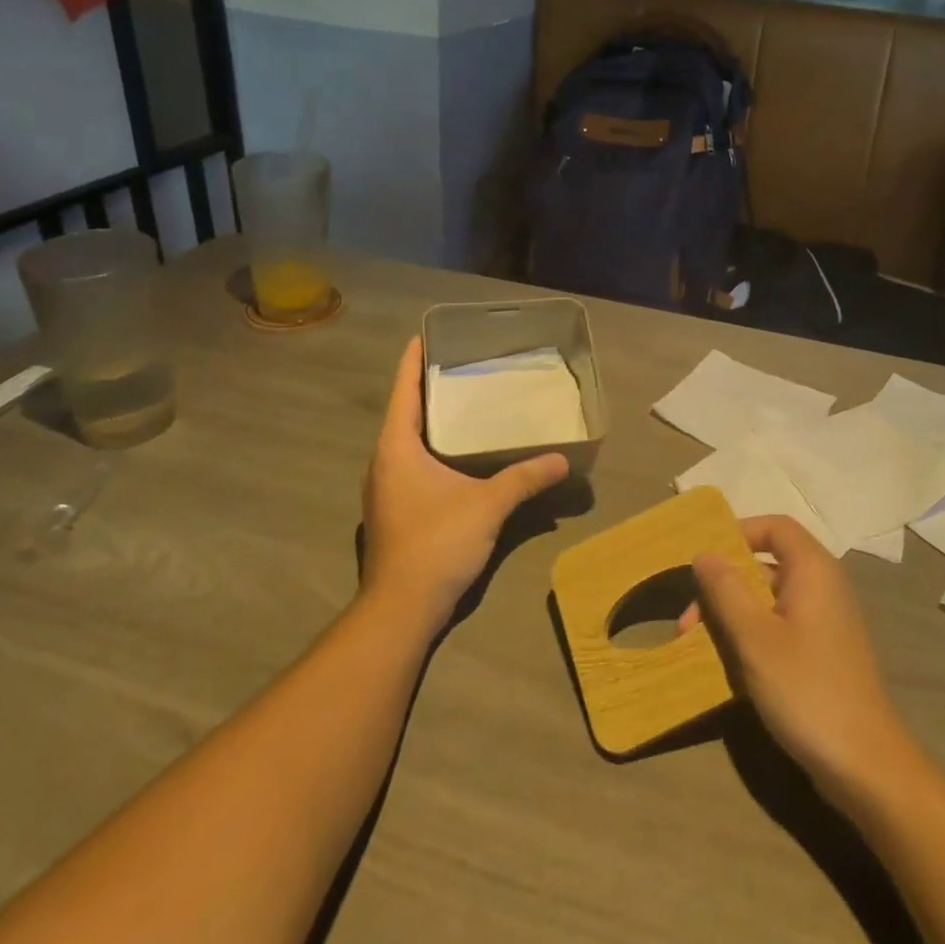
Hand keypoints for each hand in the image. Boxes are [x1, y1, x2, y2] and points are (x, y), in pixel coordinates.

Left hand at [361, 337, 568, 633]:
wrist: (402, 608)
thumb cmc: (437, 543)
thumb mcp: (488, 504)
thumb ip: (524, 478)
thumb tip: (561, 460)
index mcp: (396, 447)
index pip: (403, 391)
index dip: (412, 361)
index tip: (425, 335)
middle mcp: (383, 461)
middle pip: (403, 412)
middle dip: (427, 388)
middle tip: (460, 366)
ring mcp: (384, 488)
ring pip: (406, 440)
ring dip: (429, 420)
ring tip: (462, 403)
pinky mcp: (393, 509)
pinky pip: (410, 462)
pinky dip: (430, 447)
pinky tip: (457, 453)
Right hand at [683, 515, 917, 808]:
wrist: (867, 767)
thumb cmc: (807, 689)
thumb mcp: (755, 637)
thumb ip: (726, 589)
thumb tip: (704, 554)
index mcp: (813, 570)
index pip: (774, 527)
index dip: (738, 533)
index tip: (704, 560)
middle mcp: (822, 586)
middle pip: (766, 565)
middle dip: (724, 586)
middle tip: (688, 619)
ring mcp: (825, 622)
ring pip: (768, 600)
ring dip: (731, 616)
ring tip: (697, 645)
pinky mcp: (823, 654)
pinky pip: (779, 628)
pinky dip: (751, 637)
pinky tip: (727, 667)